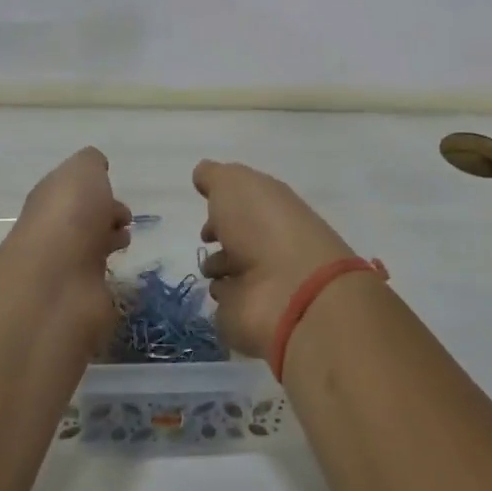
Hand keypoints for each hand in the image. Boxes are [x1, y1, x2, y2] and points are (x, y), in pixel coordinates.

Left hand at [5, 148, 130, 334]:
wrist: (56, 281)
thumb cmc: (70, 215)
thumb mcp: (83, 170)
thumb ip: (91, 164)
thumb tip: (97, 168)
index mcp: (51, 198)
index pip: (73, 191)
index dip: (95, 192)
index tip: (117, 197)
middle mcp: (54, 231)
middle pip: (81, 220)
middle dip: (104, 217)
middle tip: (126, 222)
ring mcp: (64, 267)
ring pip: (89, 249)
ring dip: (106, 243)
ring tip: (125, 244)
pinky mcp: (78, 299)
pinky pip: (96, 282)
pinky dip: (109, 275)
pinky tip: (122, 272)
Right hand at [193, 160, 356, 358]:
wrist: (289, 291)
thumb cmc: (262, 226)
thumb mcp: (234, 184)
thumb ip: (215, 176)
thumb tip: (203, 172)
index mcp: (270, 210)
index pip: (245, 206)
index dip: (224, 207)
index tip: (208, 211)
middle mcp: (268, 245)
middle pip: (238, 239)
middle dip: (220, 239)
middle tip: (207, 240)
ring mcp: (262, 284)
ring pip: (231, 274)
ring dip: (219, 270)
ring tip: (217, 270)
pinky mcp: (250, 318)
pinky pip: (227, 307)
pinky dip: (223, 300)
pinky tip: (225, 294)